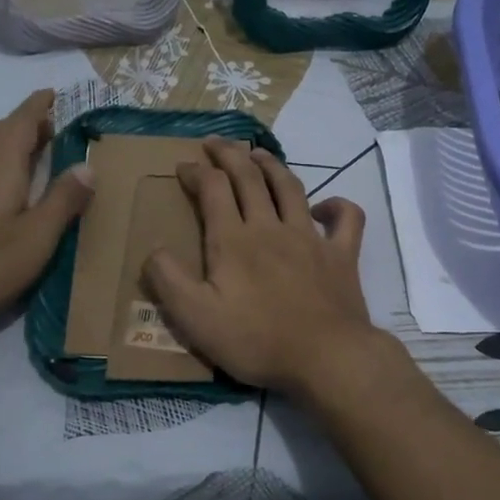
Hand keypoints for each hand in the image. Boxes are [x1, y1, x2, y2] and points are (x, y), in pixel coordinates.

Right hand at [144, 139, 381, 396]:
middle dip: (229, 154)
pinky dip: (336, 205)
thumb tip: (153, 249)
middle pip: (249, 177)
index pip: (213, 189)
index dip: (196, 172)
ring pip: (290, 188)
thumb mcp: (195, 318)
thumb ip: (169, 280)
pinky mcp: (342, 255)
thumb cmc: (256, 340)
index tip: (183, 167)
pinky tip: (325, 206)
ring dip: (271, 165)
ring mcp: (310, 238)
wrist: (325, 358)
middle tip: (215, 142)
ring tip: (258, 153)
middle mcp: (270, 227)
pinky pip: (346, 219)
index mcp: (233, 240)